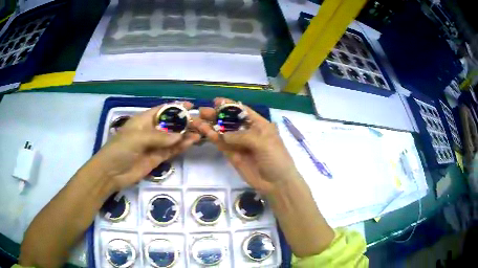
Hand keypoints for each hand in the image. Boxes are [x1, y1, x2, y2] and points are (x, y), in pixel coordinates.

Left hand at [85, 102, 200, 191]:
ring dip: (185, 135)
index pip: (162, 110)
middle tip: (200, 122)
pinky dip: (181, 147)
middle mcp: (150, 131)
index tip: (191, 106)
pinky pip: (171, 150)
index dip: (176, 107)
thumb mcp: (138, 138)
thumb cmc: (120, 149)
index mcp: (143, 120)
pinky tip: (191, 142)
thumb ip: (159, 137)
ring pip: (173, 138)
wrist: (111, 173)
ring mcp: (154, 145)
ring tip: (200, 132)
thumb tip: (180, 136)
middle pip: (170, 124)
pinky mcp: (157, 158)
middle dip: (184, 122)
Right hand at [191, 98, 299, 194]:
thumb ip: (242, 136)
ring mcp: (239, 144)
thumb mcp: (263, 142)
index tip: (216, 101)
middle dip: (216, 115)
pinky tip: (204, 131)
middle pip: (230, 120)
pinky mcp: (233, 155)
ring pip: (223, 132)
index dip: (230, 105)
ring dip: (211, 126)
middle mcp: (248, 132)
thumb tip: (223, 135)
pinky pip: (222, 144)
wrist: (276, 183)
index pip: (243, 111)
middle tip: (202, 111)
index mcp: (259, 124)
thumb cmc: (275, 157)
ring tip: (197, 120)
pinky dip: (213, 138)